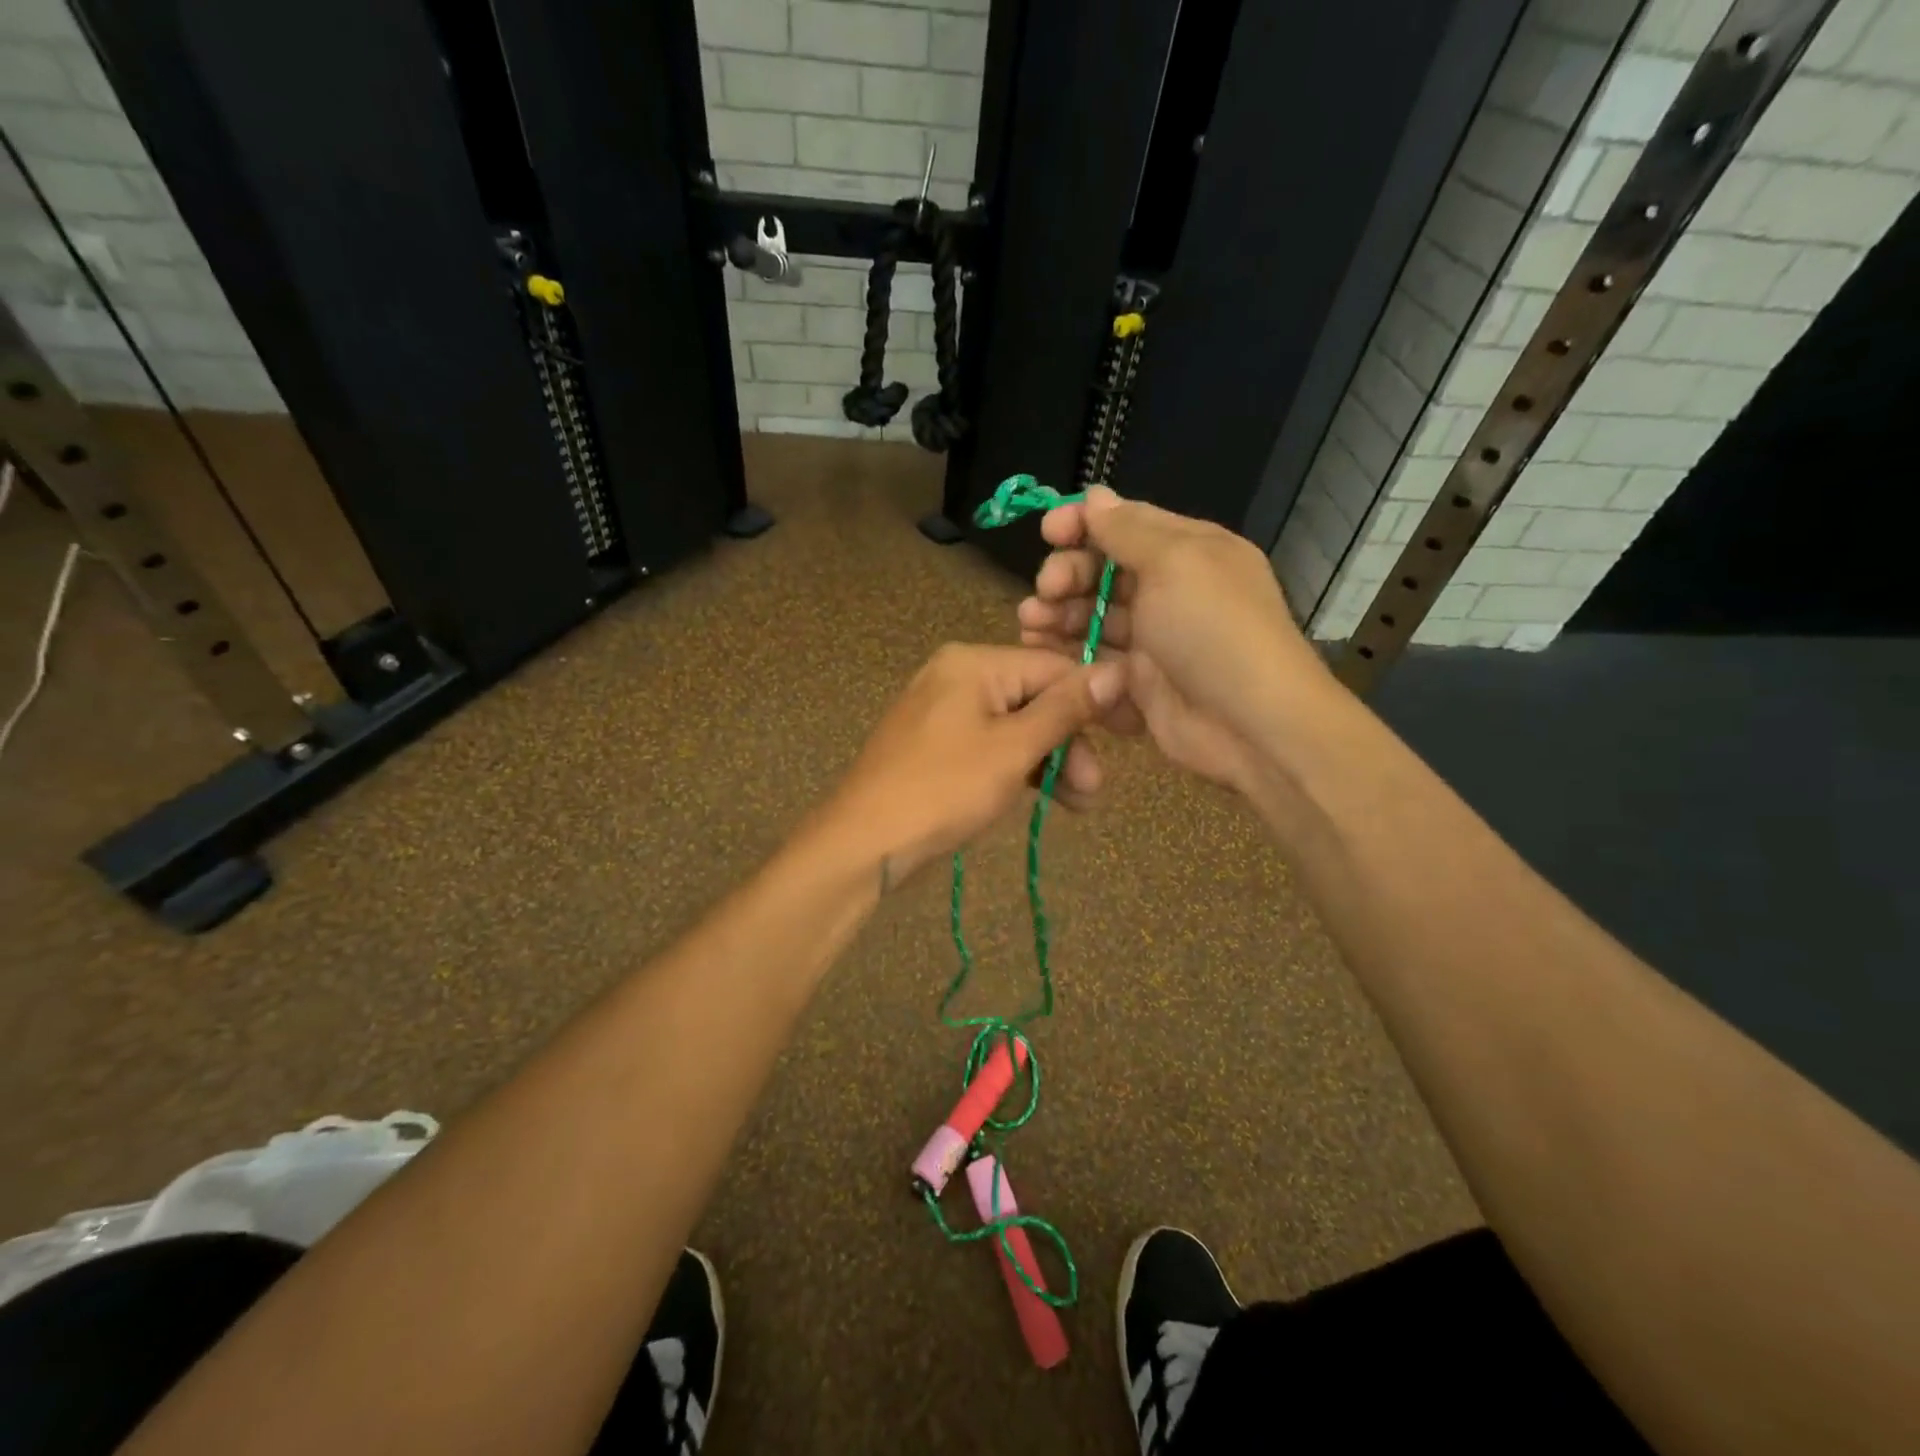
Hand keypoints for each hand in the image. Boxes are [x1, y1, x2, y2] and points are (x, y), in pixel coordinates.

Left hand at [822, 643, 1124, 886]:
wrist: (864, 843)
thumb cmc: (943, 789)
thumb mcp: (1012, 749)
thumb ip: (1065, 709)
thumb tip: (1118, 670)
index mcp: (972, 663)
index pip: (1053, 667)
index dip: (1096, 699)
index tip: (1132, 734)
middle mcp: (957, 677)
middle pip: (1035, 698)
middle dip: (1070, 743)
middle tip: (1093, 788)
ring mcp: (944, 713)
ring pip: (1016, 728)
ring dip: (1050, 762)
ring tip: (1079, 804)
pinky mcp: (938, 747)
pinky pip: (992, 747)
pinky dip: (1019, 769)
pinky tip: (1046, 797)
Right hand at [1016, 486, 1334, 793]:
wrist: (1249, 725)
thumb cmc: (1213, 630)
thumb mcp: (1176, 563)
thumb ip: (1128, 530)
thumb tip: (1095, 495)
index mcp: (1188, 552)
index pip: (1126, 525)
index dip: (1083, 524)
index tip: (1047, 531)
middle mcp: (1169, 592)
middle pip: (1102, 573)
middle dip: (1067, 575)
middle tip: (1046, 591)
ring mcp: (1153, 641)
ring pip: (1093, 619)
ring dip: (1058, 617)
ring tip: (1031, 624)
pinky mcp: (1138, 685)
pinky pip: (1095, 663)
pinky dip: (1069, 658)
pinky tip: (1045, 658)